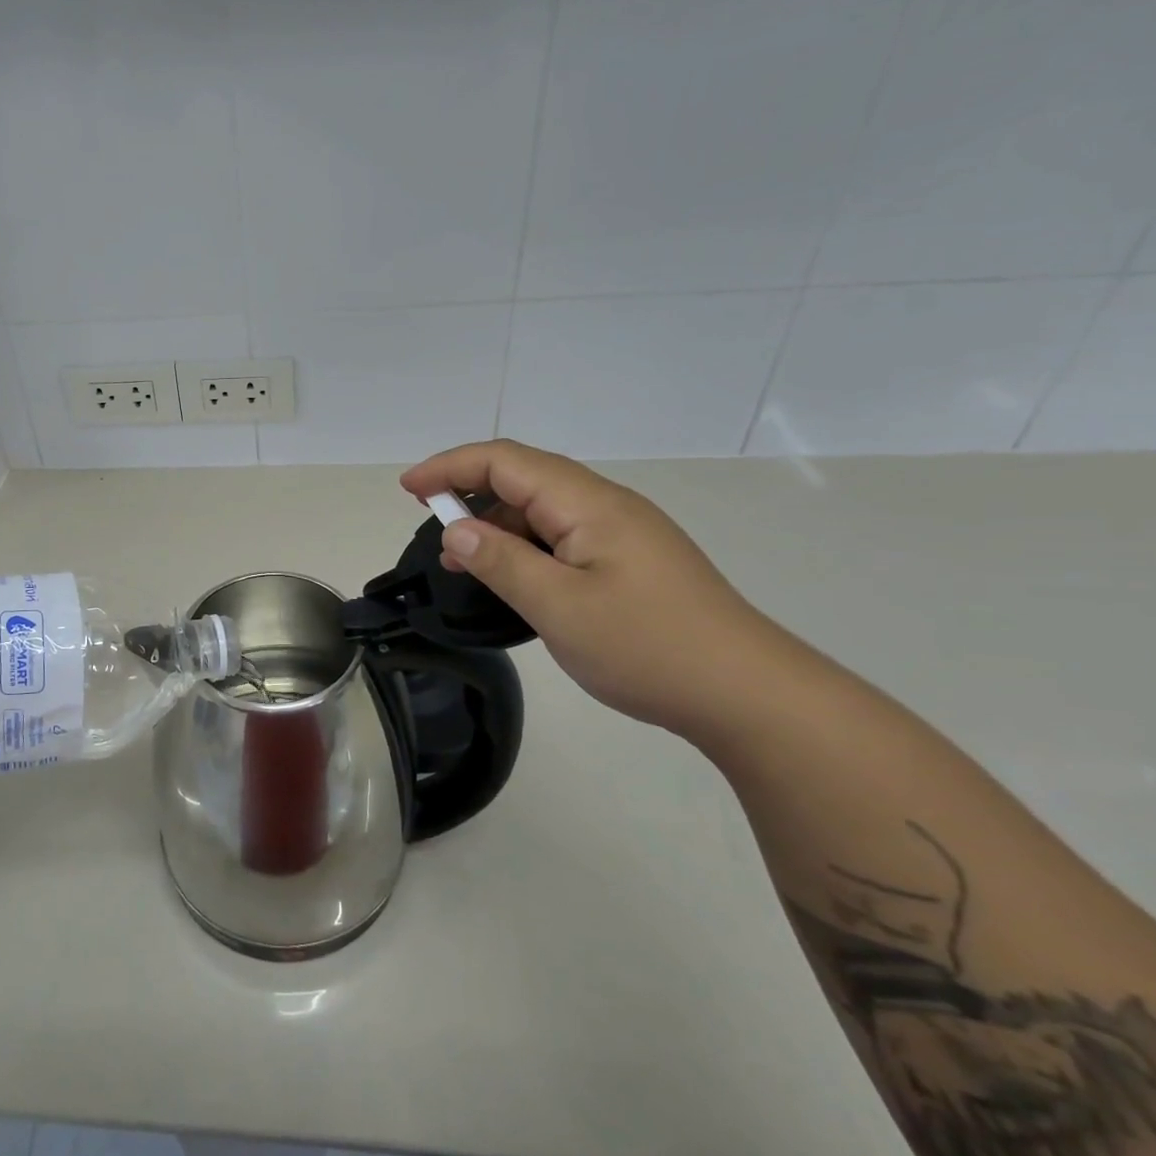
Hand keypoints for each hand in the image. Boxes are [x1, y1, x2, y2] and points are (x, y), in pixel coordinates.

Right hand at [402, 440, 787, 737]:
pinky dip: (525, 548)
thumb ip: (501, 561)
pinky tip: (514, 580)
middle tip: (432, 530)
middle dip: (470, 492)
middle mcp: (606, 506)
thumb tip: (456, 529)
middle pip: (525, 478)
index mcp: (589, 504)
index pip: (506, 461)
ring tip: (465, 564)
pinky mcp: (631, 562)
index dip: (450, 466)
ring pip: (544, 510)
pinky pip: (563, 538)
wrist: (747, 694)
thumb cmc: (648, 646)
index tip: (408, 488)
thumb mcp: (559, 606)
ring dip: (497, 526)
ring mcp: (623, 534)